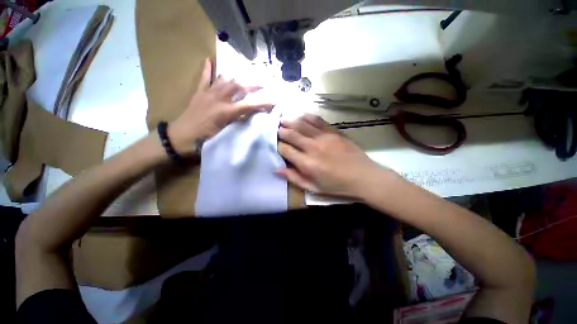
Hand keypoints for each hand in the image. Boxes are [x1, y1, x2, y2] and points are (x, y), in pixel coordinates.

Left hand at [168, 58, 273, 154]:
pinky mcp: (199, 93)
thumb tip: (249, 117)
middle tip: (262, 84)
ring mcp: (208, 93)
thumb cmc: (204, 139)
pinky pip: (204, 78)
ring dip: (236, 78)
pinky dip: (207, 69)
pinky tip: (209, 60)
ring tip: (243, 79)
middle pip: (238, 87)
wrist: (181, 137)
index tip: (273, 101)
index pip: (249, 105)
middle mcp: (219, 99)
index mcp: (226, 111)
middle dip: (252, 85)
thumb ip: (238, 123)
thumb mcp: (225, 134)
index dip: (262, 103)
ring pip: (224, 80)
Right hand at [277, 114, 395, 198]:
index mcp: (307, 164)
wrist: (363, 176)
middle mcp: (313, 148)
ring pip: (302, 124)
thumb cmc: (336, 185)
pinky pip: (317, 120)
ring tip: (284, 119)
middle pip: (291, 134)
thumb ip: (294, 178)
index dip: (279, 146)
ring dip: (291, 121)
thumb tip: (277, 169)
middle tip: (277, 129)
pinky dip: (307, 117)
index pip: (285, 150)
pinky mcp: (334, 131)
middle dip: (282, 131)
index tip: (277, 145)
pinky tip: (301, 116)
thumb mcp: (313, 188)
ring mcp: (324, 137)